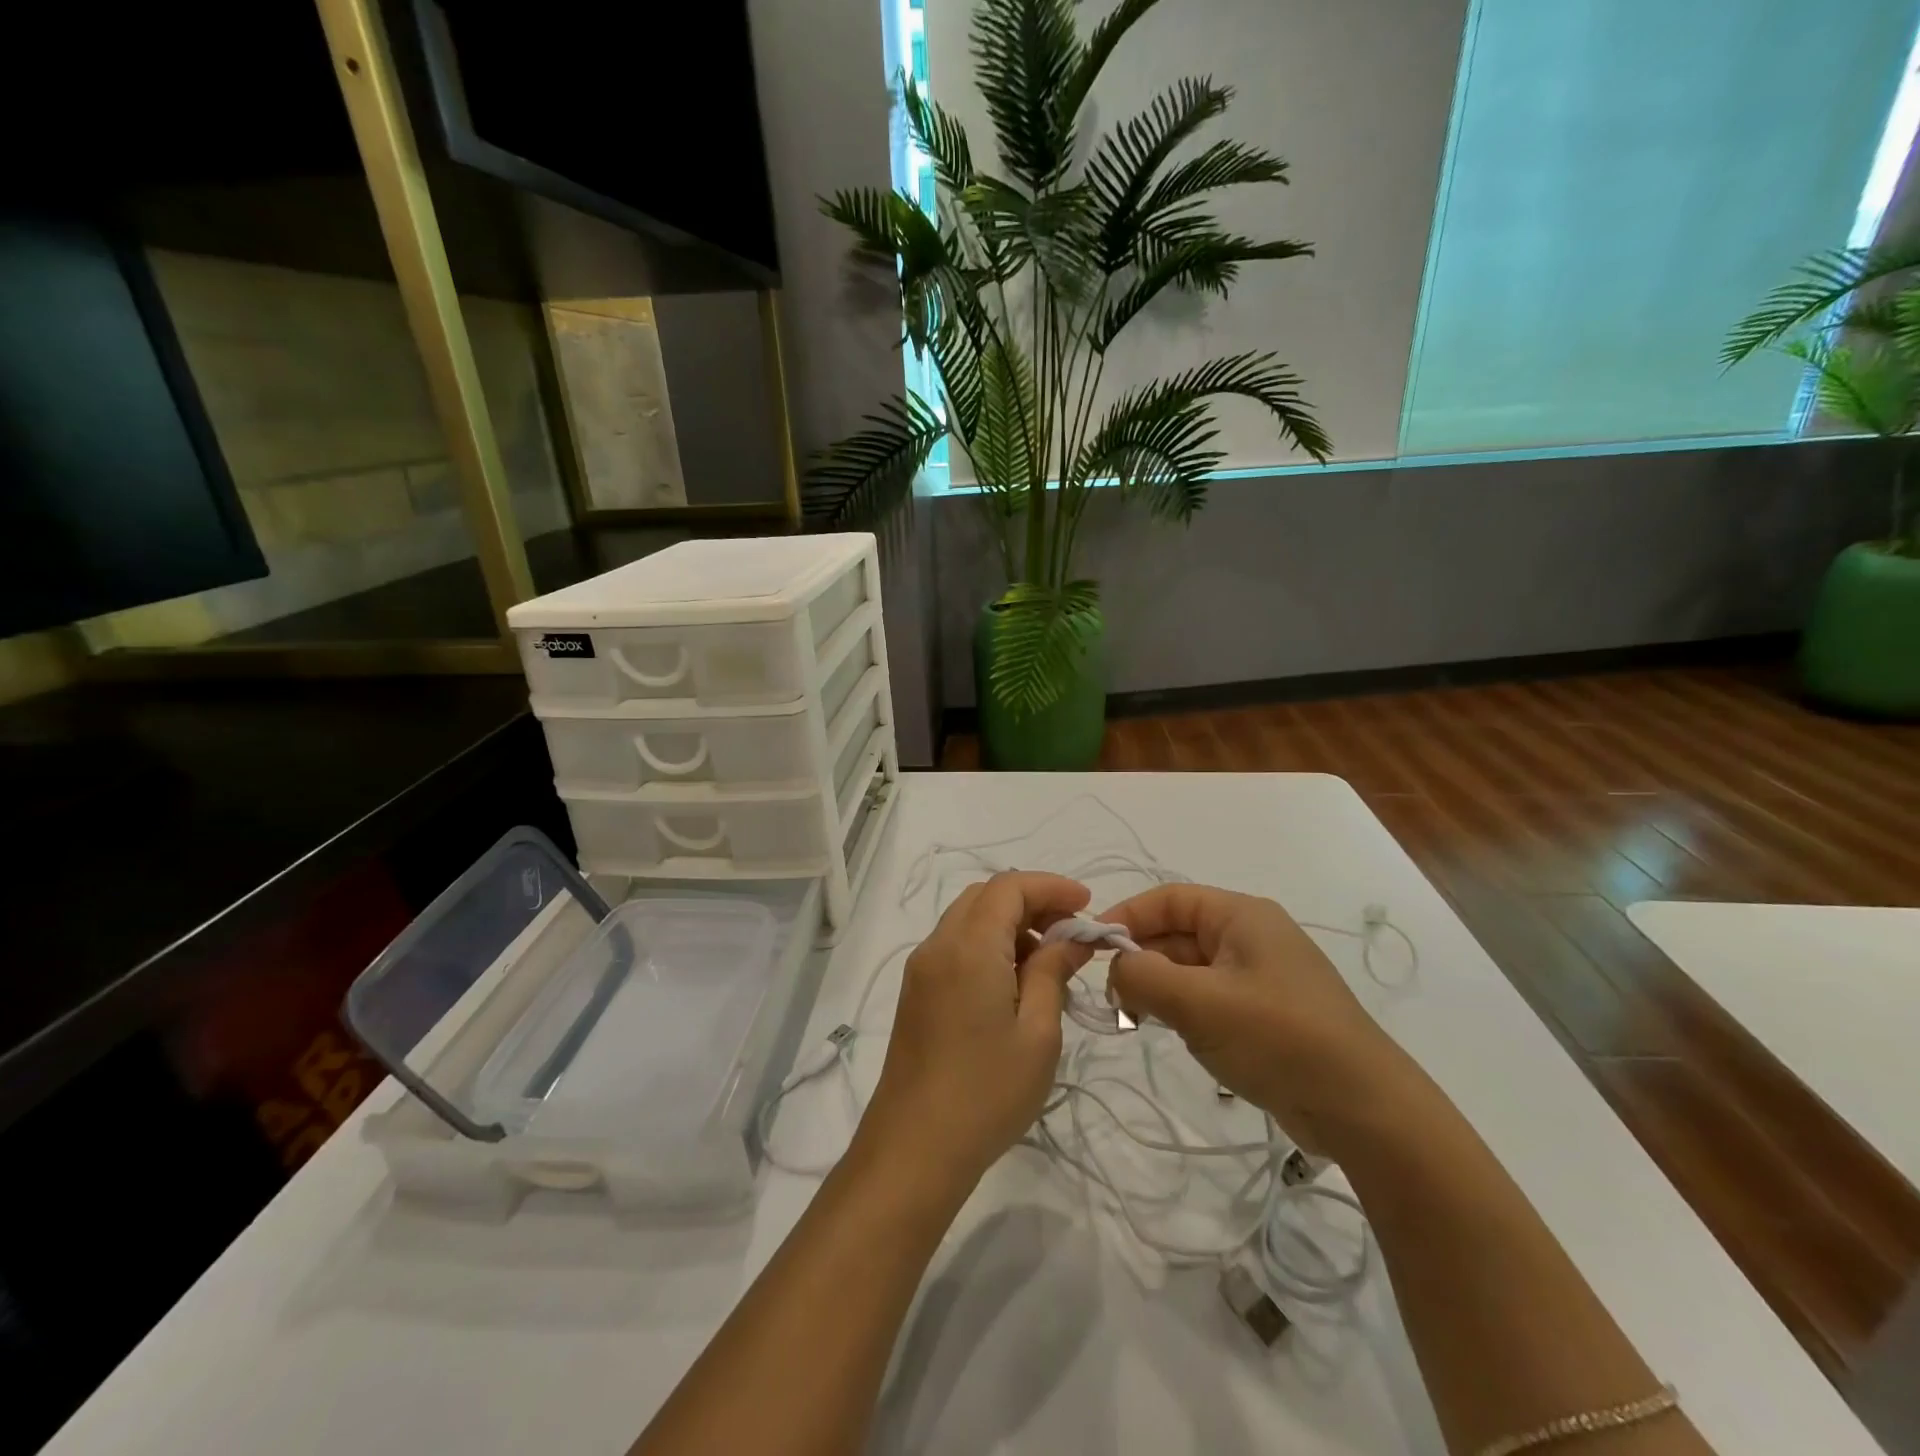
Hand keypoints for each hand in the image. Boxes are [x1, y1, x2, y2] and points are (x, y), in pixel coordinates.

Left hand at [855, 873, 1093, 1193]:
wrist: (914, 1149)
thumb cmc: (987, 1092)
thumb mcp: (1038, 1032)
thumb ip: (1053, 972)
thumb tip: (1071, 938)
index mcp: (968, 947)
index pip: (1009, 887)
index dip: (1050, 887)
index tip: (1087, 904)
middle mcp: (938, 945)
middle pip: (985, 896)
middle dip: (1031, 902)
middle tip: (1071, 931)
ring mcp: (921, 969)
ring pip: (968, 920)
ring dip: (1009, 924)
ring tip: (1049, 961)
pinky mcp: (916, 993)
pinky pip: (955, 946)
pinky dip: (988, 945)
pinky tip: (1015, 983)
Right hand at [1101, 883, 1425, 1157]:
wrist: (1365, 1110)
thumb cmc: (1278, 1038)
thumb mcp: (1199, 1003)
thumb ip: (1143, 975)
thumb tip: (1115, 968)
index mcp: (1242, 916)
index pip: (1168, 899)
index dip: (1126, 916)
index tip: (1090, 948)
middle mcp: (1251, 937)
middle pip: (1177, 933)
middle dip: (1141, 959)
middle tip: (1114, 998)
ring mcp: (1261, 977)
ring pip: (1190, 969)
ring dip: (1160, 989)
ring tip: (1139, 1019)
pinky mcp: (1266, 1014)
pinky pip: (1210, 998)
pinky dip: (1184, 1010)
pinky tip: (1175, 1034)